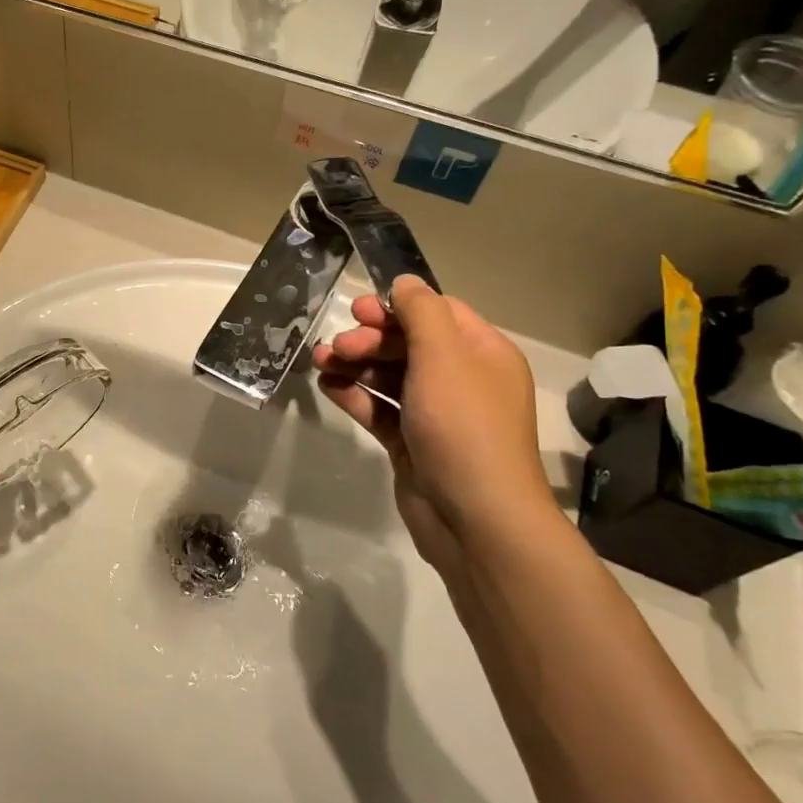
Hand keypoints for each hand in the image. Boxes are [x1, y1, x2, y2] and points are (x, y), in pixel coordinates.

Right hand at [312, 277, 556, 568]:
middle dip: (369, 339)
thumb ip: (421, 313)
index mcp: (482, 354)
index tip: (359, 312)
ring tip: (320, 362)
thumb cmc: (463, 427)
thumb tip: (405, 282)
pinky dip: (354, 395)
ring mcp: (435, 415)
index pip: (437, 314)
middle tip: (338, 346)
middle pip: (408, 343)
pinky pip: (379, 409)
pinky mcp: (411, 444)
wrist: (475, 519)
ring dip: (354, 364)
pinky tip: (327, 387)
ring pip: (388, 376)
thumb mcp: (444, 357)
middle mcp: (461, 380)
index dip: (397, 308)